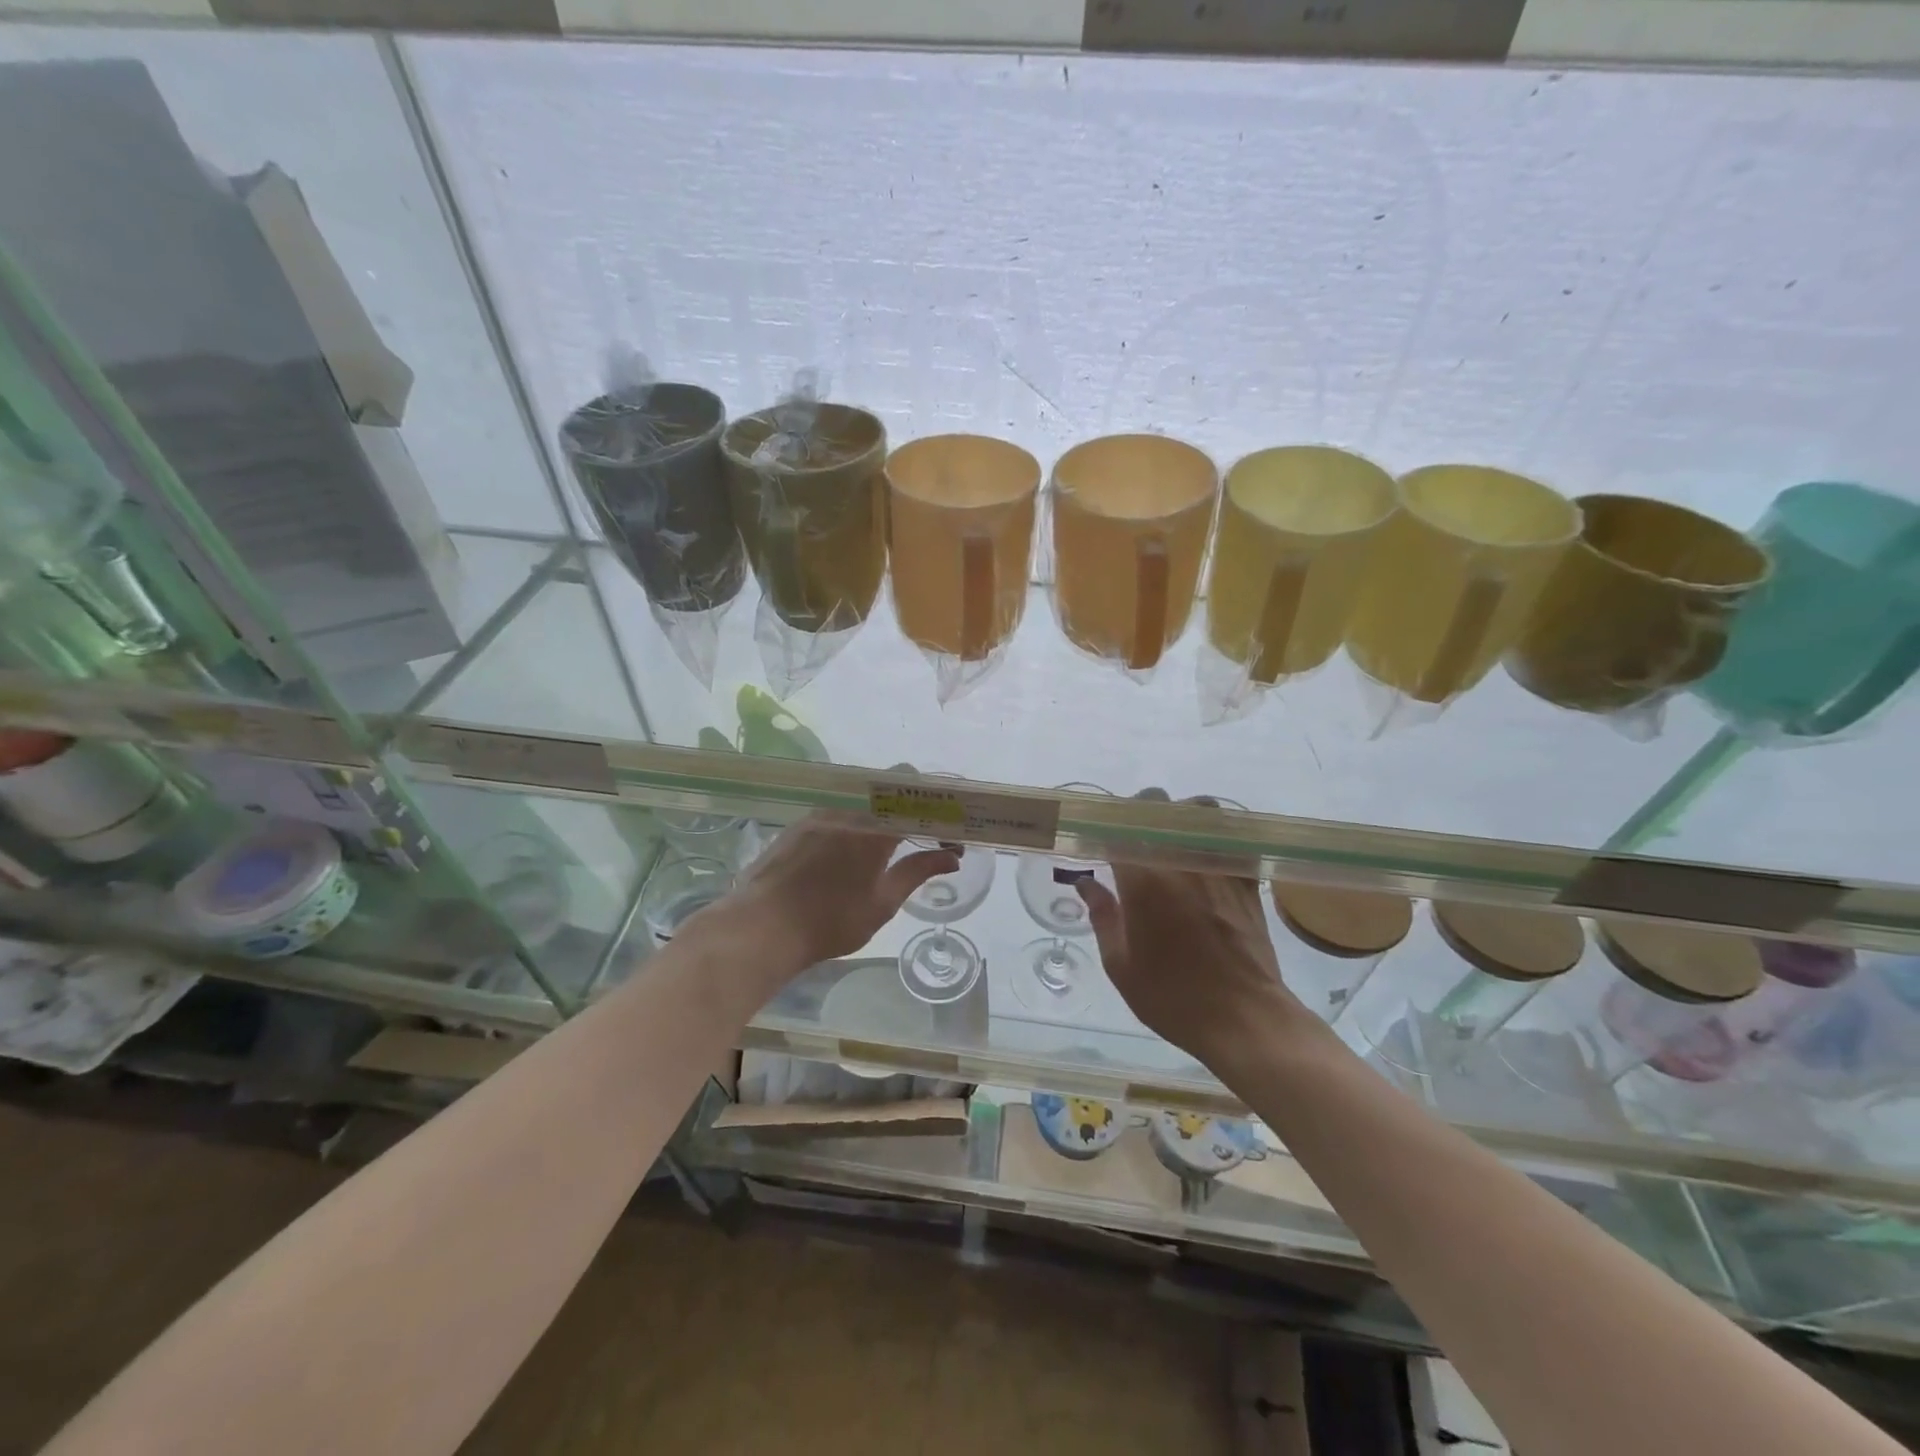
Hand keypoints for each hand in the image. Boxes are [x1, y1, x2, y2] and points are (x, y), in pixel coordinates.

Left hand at [721, 813, 959, 970]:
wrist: (761, 927)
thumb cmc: (829, 922)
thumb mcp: (882, 903)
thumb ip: (917, 872)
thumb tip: (952, 856)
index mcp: (874, 828)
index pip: (916, 801)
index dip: (937, 812)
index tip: (947, 834)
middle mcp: (847, 811)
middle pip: (887, 795)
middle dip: (909, 812)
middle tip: (918, 840)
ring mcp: (817, 816)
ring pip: (858, 804)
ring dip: (877, 819)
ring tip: (883, 850)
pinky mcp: (796, 827)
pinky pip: (833, 815)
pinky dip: (850, 826)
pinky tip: (845, 855)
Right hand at [1073, 795, 1300, 1067]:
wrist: (1244, 1019)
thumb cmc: (1173, 997)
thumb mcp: (1121, 965)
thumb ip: (1103, 917)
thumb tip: (1087, 884)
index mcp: (1142, 880)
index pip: (1118, 827)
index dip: (1107, 829)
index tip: (1102, 842)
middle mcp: (1180, 860)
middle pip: (1158, 806)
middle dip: (1140, 814)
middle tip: (1135, 839)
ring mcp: (1219, 866)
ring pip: (1202, 810)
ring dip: (1184, 815)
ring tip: (1176, 838)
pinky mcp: (1248, 879)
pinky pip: (1235, 838)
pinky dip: (1220, 837)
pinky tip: (1211, 855)